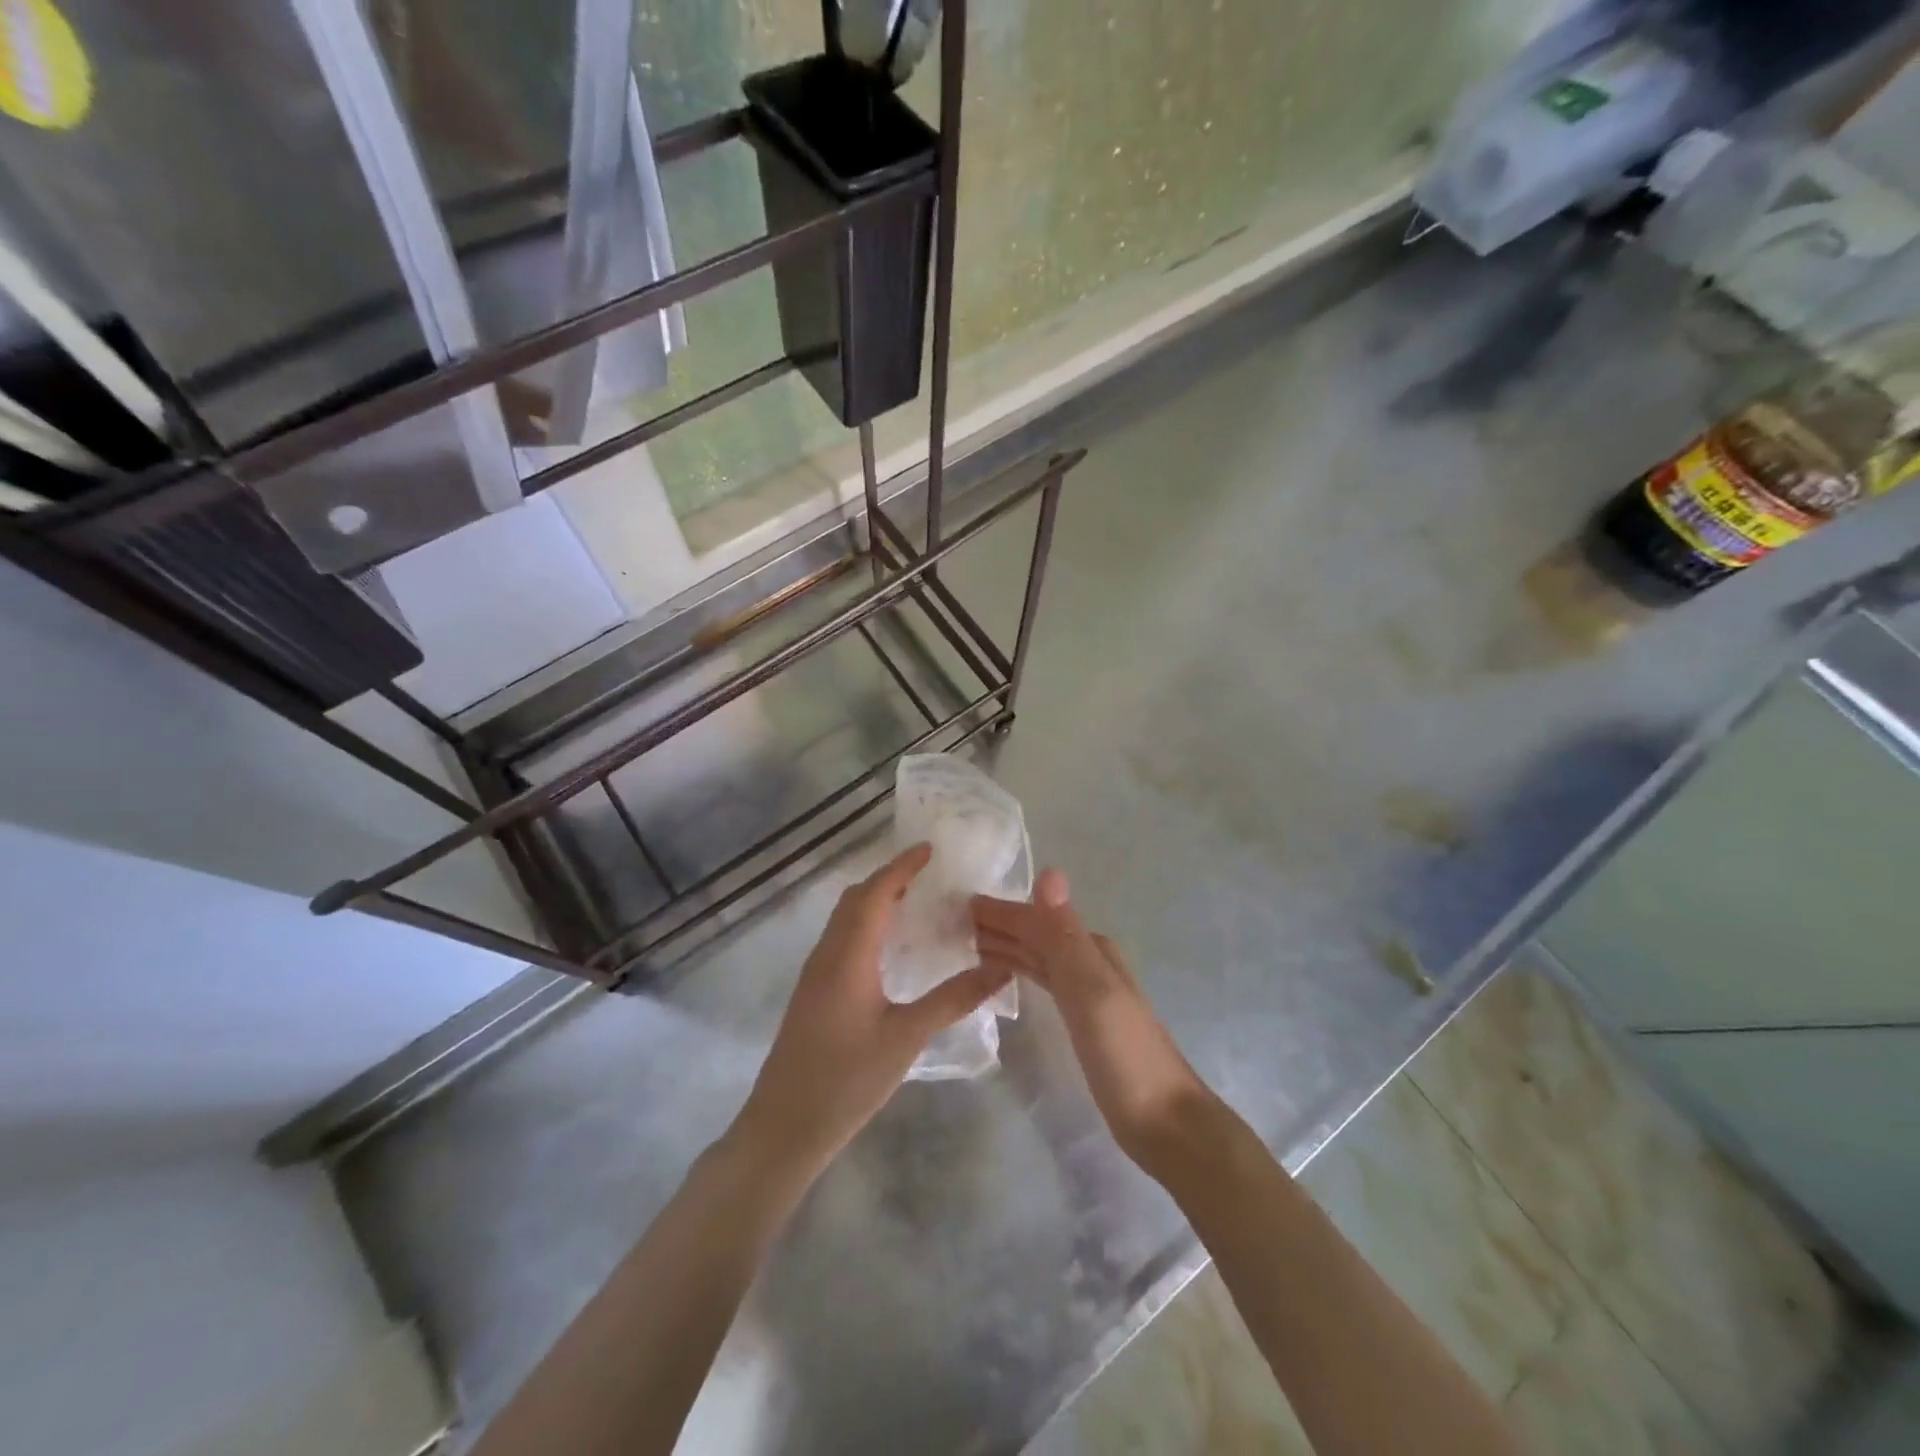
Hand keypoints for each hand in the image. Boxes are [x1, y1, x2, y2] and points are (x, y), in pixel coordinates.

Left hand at [730, 844, 1008, 1177]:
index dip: (902, 867)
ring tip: (915, 902)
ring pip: (844, 919)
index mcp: (848, 955)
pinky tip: (889, 947)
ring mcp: (815, 973)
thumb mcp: (906, 1038)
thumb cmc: (847, 1079)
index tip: (931, 849)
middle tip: (929, 875)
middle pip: (855, 899)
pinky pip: (840, 939)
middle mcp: (827, 953)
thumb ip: (953, 1000)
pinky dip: (866, 924)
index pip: (875, 893)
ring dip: (876, 901)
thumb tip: (1000, 969)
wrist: (784, 1126)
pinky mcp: (813, 992)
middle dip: (889, 878)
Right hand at [972, 870, 1217, 1174]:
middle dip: (996, 924)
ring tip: (966, 943)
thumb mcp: (1090, 990)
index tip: (957, 903)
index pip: (1035, 919)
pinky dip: (1019, 970)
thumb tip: (1049, 871)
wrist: (1164, 1122)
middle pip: (1035, 934)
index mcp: (1090, 948)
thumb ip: (1065, 936)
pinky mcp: (1082, 1019)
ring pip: (1037, 956)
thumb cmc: (1124, 1055)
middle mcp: (1088, 961)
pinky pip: (1042, 980)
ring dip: (1005, 945)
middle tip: (950, 921)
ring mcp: (1086, 991)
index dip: (998, 910)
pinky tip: (1003, 974)